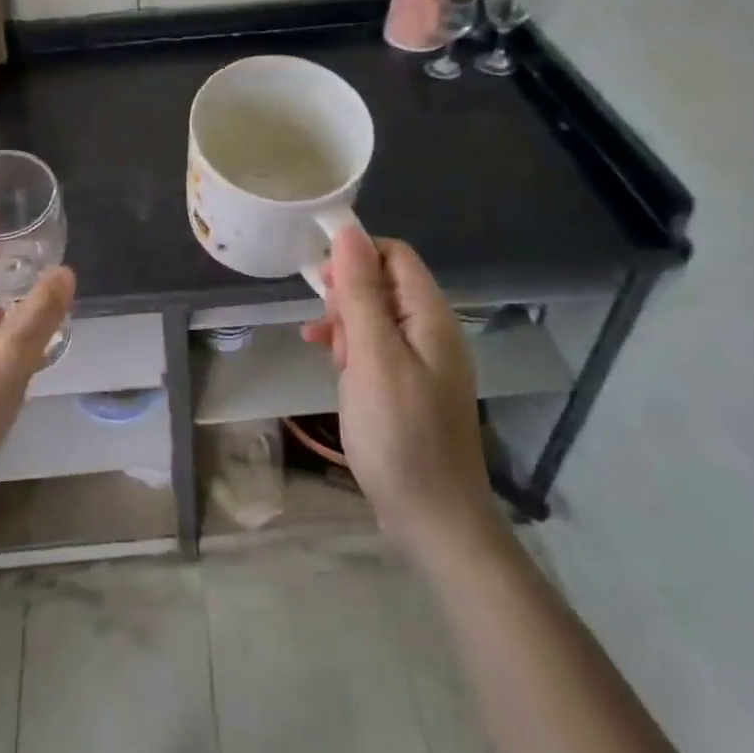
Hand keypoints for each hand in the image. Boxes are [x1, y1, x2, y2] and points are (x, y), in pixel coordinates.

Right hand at [303, 229, 496, 552]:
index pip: (395, 255)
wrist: (434, 519)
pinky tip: (332, 362)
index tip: (320, 278)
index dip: (356, 254)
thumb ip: (361, 293)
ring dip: (346, 323)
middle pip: (385, 283)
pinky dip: (352, 348)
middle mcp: (433, 331)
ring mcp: (424, 361)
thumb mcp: (372, 357)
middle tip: (324, 324)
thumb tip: (348, 232)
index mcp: (431, 317)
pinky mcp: (411, 386)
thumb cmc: (399, 433)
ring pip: (377, 316)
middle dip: (347, 293)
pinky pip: (378, 348)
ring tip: (324, 348)